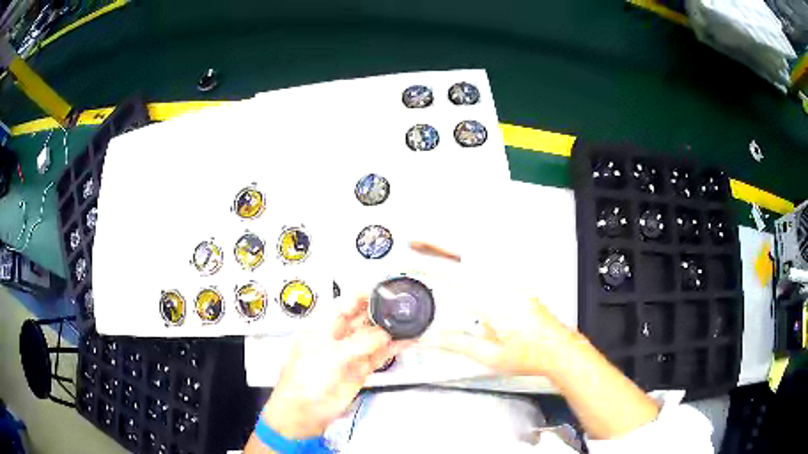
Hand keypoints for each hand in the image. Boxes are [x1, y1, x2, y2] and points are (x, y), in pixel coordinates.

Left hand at [262, 295, 411, 438]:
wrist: (303, 412)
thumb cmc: (303, 380)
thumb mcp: (331, 356)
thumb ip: (360, 343)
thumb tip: (384, 333)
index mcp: (324, 325)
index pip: (347, 301)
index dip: (366, 294)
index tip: (386, 292)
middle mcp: (338, 336)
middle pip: (364, 317)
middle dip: (383, 312)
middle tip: (403, 309)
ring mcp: (350, 353)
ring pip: (375, 336)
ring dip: (392, 330)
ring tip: (411, 322)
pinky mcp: (360, 369)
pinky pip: (380, 354)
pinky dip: (394, 347)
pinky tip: (407, 340)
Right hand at [411, 241, 577, 376]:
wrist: (557, 350)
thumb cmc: (530, 354)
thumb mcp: (488, 355)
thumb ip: (455, 343)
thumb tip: (429, 338)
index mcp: (491, 300)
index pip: (451, 277)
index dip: (426, 268)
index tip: (408, 264)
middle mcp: (501, 284)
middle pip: (464, 253)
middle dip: (437, 244)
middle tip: (416, 242)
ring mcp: (510, 281)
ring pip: (478, 253)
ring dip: (452, 246)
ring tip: (433, 247)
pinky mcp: (517, 283)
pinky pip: (490, 260)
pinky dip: (470, 253)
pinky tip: (464, 257)